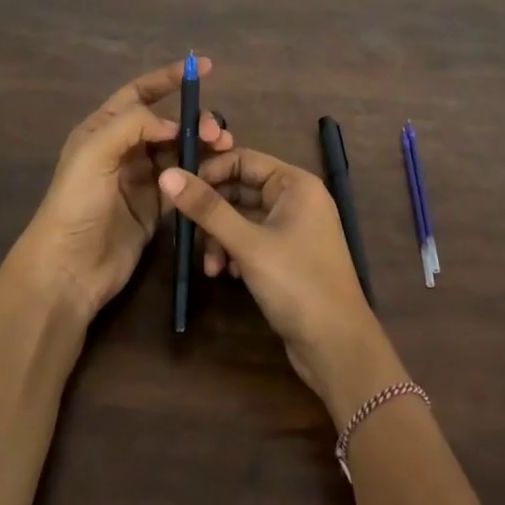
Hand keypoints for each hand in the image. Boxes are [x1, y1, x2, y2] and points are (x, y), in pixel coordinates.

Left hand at [20, 59, 230, 323]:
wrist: (69, 269)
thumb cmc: (76, 204)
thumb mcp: (95, 153)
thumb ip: (134, 125)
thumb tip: (175, 123)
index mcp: (104, 129)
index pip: (140, 93)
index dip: (169, 79)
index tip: (203, 68)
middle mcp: (124, 149)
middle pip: (168, 123)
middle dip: (195, 121)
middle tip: (217, 133)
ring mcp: (142, 179)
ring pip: (180, 151)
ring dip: (203, 147)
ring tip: (224, 150)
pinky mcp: (156, 207)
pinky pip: (184, 181)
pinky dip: (201, 174)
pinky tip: (216, 174)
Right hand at [158, 150, 403, 421]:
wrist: (337, 345)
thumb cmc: (296, 283)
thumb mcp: (247, 244)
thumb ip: (207, 209)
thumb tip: (167, 174)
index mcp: (295, 183)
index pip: (244, 160)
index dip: (210, 172)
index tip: (178, 194)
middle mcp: (296, 199)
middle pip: (241, 190)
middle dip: (213, 213)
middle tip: (184, 233)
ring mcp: (294, 228)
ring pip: (243, 218)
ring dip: (221, 238)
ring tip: (211, 267)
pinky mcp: (288, 256)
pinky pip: (252, 241)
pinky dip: (235, 253)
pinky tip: (227, 275)